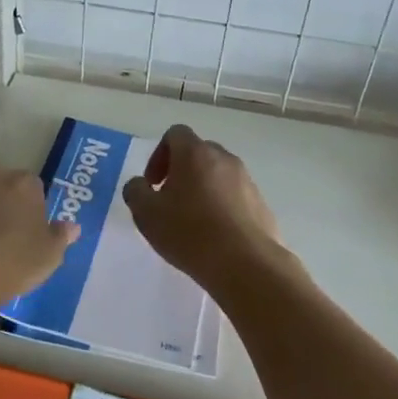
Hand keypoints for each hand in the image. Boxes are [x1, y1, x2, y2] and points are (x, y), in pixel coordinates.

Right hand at [123, 125, 282, 285]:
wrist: (245, 264)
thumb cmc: (189, 232)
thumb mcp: (146, 214)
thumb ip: (136, 191)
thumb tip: (140, 185)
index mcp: (194, 153)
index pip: (175, 134)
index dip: (159, 155)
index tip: (154, 184)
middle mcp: (224, 159)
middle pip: (198, 153)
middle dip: (181, 172)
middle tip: (170, 201)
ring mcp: (247, 181)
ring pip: (218, 175)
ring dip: (203, 189)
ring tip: (193, 222)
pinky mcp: (261, 204)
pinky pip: (235, 197)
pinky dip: (222, 207)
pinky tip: (215, 236)